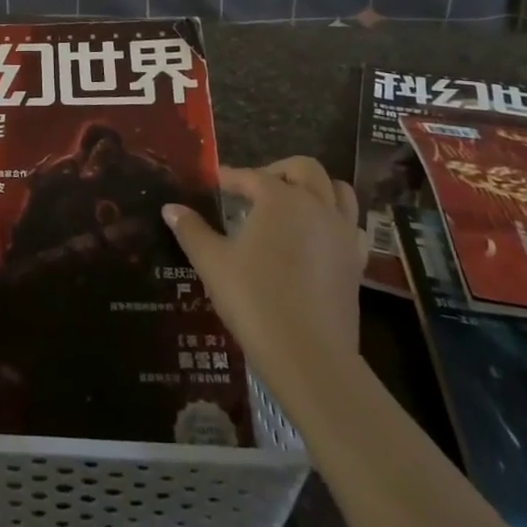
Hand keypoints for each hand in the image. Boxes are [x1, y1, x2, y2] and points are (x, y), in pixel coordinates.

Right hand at [163, 156, 366, 380]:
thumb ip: (191, 230)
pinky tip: (316, 236)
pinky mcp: (355, 262)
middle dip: (278, 171)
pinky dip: (335, 219)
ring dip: (314, 188)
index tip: (216, 182)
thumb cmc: (254, 300)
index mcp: (280, 199)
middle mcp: (316, 206)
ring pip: (338, 191)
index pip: (252, 176)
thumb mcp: (212, 262)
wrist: (309, 356)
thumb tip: (170, 208)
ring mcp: (341, 233)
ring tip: (291, 204)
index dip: (231, 177)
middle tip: (255, 188)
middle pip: (305, 169)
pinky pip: (351, 225)